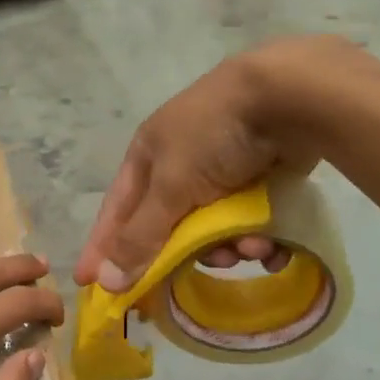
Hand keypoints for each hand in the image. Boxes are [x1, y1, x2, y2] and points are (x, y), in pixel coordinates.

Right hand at [75, 38, 338, 290]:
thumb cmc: (216, 136)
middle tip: (194, 276)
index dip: (103, 247)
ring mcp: (224, 170)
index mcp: (148, 156)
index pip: (117, 212)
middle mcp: (181, 163)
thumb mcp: (171, 187)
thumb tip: (104, 282)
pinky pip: (250, 222)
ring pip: (215, 230)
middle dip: (186, 254)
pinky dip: (258, 239)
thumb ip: (141, 237)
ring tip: (251, 248)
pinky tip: (273, 246)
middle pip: (170, 228)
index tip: (87, 284)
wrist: (291, 96)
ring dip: (230, 247)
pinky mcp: (262, 177)